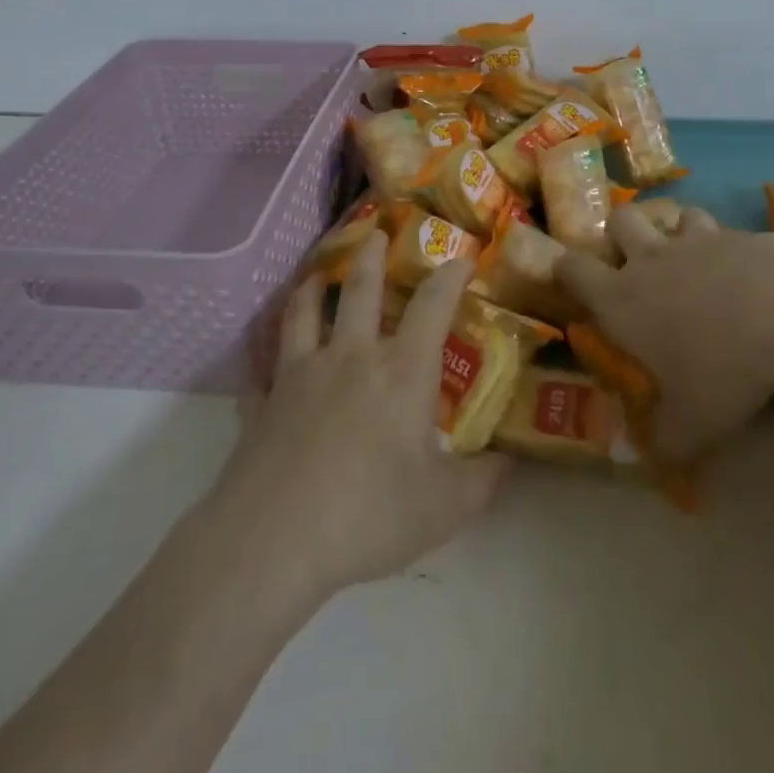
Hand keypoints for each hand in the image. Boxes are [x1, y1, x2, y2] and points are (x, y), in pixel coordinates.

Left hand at [218, 231, 510, 601]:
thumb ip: (484, 481)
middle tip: (376, 232)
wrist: (274, 540)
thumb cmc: (369, 514)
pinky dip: (263, 357)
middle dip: (373, 256)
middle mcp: (351, 356)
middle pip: (362, 289)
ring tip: (317, 274)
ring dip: (313, 287)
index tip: (462, 258)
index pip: (433, 305)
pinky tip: (263, 360)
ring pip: (305, 313)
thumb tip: (512, 462)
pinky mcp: (263, 402)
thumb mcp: (444, 507)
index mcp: (402, 371)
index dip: (451, 276)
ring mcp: (300, 374)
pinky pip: (262, 368)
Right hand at [556, 205, 773, 459]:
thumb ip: (668, 440)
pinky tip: (742, 268)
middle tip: (635, 260)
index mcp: (620, 299)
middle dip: (621, 233)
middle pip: (619, 221)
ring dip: (676, 231)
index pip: (572, 269)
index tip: (570, 277)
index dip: (565, 268)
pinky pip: (719, 228)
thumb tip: (653, 460)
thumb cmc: (719, 366)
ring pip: (672, 216)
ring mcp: (692, 240)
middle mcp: (648, 260)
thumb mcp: (693, 422)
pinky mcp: (735, 232)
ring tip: (693, 257)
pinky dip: (723, 243)